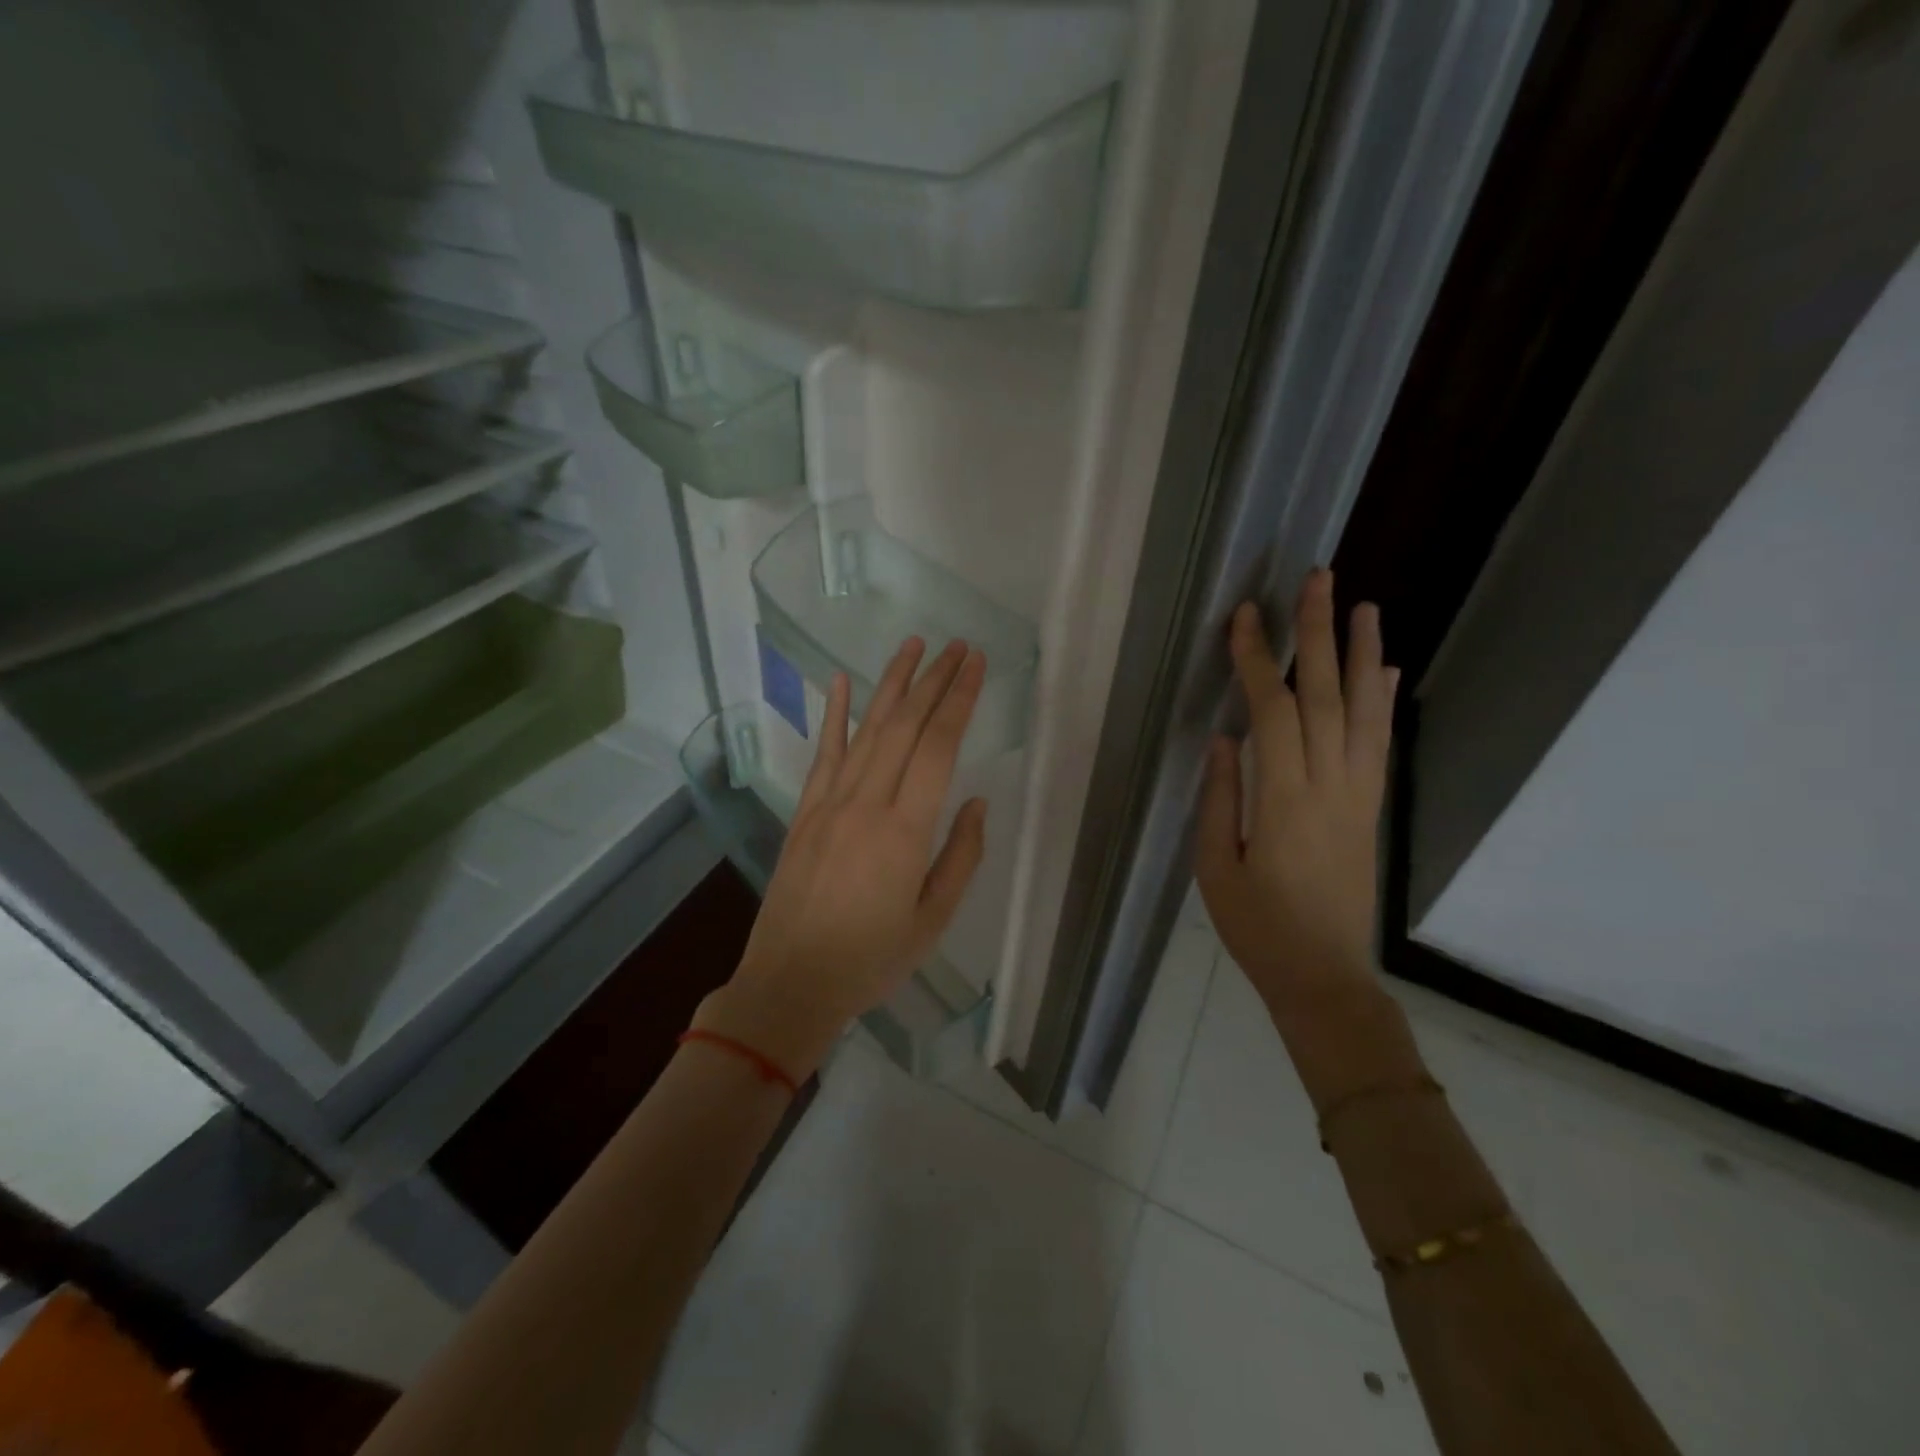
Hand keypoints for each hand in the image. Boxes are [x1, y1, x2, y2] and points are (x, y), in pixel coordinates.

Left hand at [698, 638, 989, 1079]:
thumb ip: (960, 858)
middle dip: (933, 680)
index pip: (938, 747)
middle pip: (904, 726)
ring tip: (913, 646)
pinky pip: (823, 754)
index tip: (976, 665)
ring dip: (891, 684)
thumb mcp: (932, 921)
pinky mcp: (805, 812)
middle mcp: (866, 804)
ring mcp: (830, 804)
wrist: (791, 983)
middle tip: (957, 646)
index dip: (959, 700)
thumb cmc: (871, 960)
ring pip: (866, 730)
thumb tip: (976, 804)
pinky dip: (833, 715)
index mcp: (904, 831)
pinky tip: (839, 683)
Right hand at [1197, 570, 1398, 1036]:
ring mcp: (1358, 797)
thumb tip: (1223, 738)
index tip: (1245, 617)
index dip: (1257, 661)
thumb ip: (1219, 798)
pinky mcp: (1370, 810)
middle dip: (1318, 634)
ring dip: (1363, 655)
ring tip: (1363, 606)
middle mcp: (1330, 788)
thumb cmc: (1257, 928)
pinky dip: (1382, 703)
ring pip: (1364, 713)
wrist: (1324, 978)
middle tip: (1317, 579)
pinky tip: (1385, 671)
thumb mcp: (1216, 868)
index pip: (1273, 713)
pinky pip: (1379, 746)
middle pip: (1327, 697)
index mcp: (1284, 802)